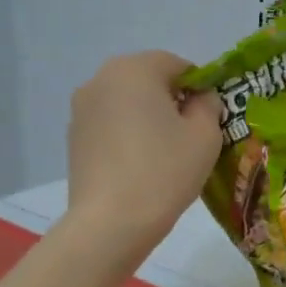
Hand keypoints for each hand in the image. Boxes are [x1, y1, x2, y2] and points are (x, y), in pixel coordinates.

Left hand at [61, 51, 221, 252]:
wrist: (111, 222)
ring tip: (166, 153)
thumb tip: (200, 99)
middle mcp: (101, 79)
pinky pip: (111, 124)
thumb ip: (208, 106)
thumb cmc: (165, 170)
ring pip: (128, 103)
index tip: (211, 116)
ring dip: (149, 117)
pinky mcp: (74, 138)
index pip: (177, 64)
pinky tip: (142, 165)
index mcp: (135, 69)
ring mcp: (82, 109)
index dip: (200, 86)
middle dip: (172, 100)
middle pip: (148, 80)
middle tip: (192, 134)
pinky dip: (129, 135)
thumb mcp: (206, 135)